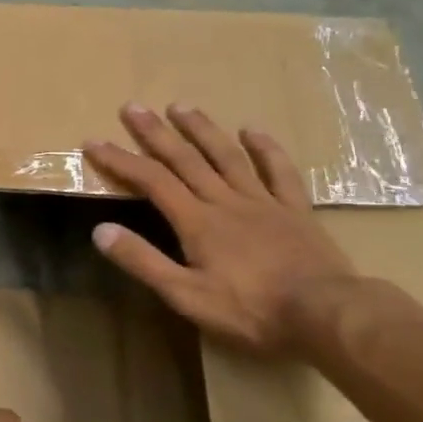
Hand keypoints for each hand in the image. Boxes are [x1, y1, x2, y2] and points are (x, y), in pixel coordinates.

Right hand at [84, 103, 355, 354]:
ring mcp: (263, 202)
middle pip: (184, 159)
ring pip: (227, 156)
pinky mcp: (296, 210)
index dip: (120, 159)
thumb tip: (100, 231)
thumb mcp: (186, 296)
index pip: (150, 181)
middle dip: (155, 132)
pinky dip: (265, 148)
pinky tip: (252, 129)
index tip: (94, 141)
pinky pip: (279, 171)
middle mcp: (225, 201)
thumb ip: (143, 261)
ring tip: (181, 106)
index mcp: (197, 222)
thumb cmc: (251, 311)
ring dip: (201, 129)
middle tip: (133, 106)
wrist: (328, 315)